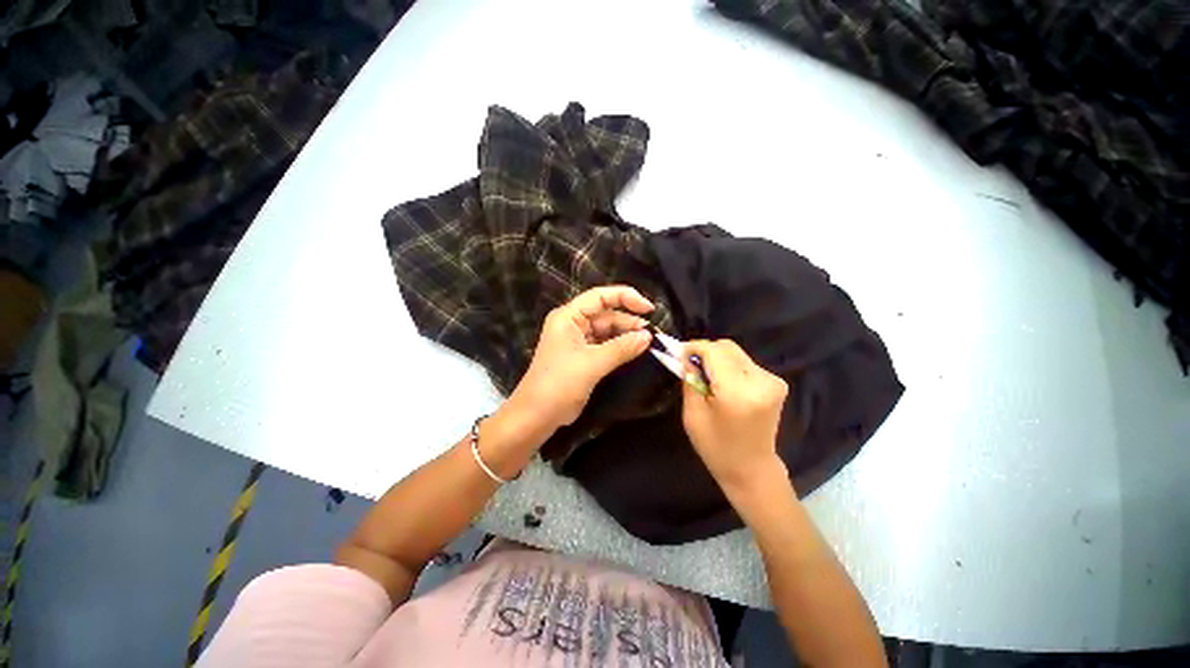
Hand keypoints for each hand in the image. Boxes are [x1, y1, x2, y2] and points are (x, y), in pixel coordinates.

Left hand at [508, 285, 654, 433]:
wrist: (536, 415)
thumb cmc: (559, 384)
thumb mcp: (592, 363)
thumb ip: (622, 347)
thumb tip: (648, 336)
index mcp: (568, 316)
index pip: (600, 297)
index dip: (626, 297)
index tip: (649, 309)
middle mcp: (573, 324)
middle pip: (606, 314)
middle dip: (629, 322)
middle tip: (653, 335)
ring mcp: (577, 341)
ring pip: (607, 331)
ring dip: (626, 336)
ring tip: (648, 344)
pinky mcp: (582, 356)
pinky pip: (605, 346)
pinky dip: (620, 348)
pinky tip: (636, 352)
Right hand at [681, 340, 788, 491]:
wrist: (752, 469)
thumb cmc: (716, 447)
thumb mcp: (693, 415)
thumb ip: (690, 381)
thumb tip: (686, 357)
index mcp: (739, 392)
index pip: (714, 351)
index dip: (693, 348)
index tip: (678, 354)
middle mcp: (761, 381)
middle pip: (727, 347)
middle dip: (704, 351)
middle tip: (688, 365)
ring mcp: (772, 381)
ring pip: (735, 353)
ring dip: (716, 359)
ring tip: (704, 376)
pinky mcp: (776, 382)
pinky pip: (744, 363)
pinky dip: (728, 366)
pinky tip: (721, 382)